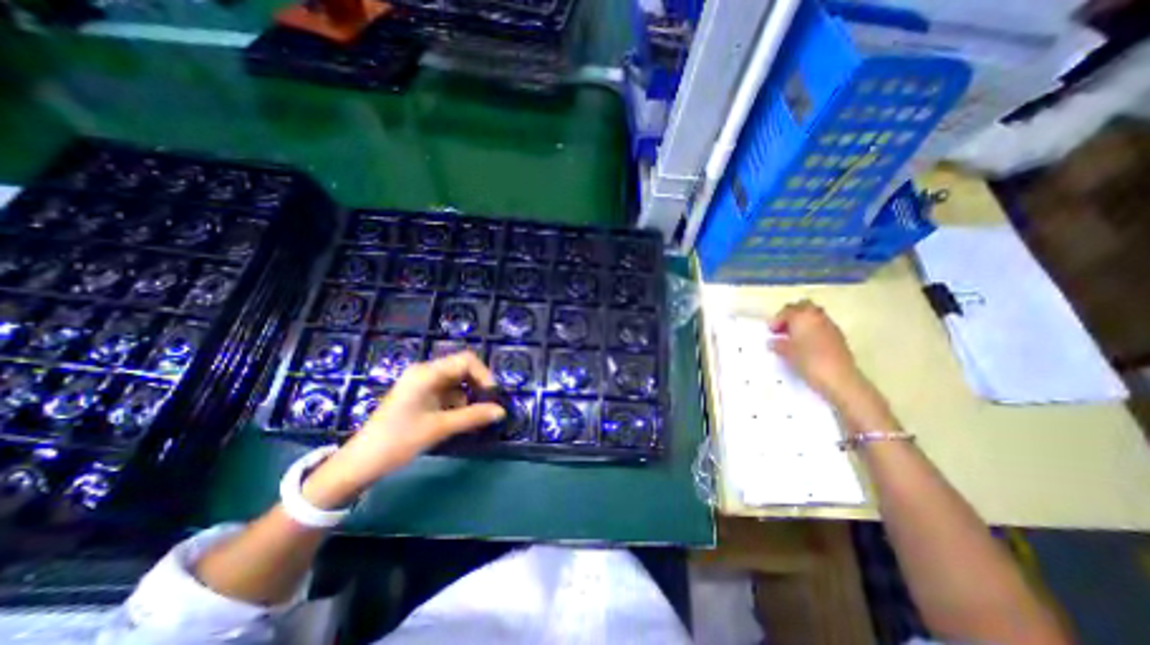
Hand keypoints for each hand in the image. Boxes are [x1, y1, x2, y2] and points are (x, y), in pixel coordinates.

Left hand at [301, 352, 504, 509]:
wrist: (360, 463)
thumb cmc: (398, 440)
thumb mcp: (439, 428)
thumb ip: (473, 416)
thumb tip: (502, 411)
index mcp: (427, 373)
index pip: (466, 360)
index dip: (484, 374)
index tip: (493, 396)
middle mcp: (425, 373)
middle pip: (462, 369)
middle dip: (478, 386)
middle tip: (488, 407)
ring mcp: (422, 384)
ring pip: (456, 383)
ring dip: (469, 397)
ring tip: (475, 417)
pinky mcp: (420, 396)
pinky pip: (447, 393)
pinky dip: (458, 404)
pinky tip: (460, 420)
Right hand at [771, 300, 861, 399]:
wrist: (839, 379)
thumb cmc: (809, 362)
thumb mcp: (788, 353)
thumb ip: (779, 344)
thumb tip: (773, 341)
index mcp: (802, 317)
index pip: (787, 310)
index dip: (777, 320)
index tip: (771, 332)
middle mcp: (817, 316)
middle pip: (803, 307)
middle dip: (792, 315)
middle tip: (783, 329)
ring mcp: (830, 325)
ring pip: (814, 315)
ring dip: (803, 322)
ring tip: (794, 337)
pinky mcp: (838, 336)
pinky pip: (821, 326)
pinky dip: (812, 330)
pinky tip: (807, 345)